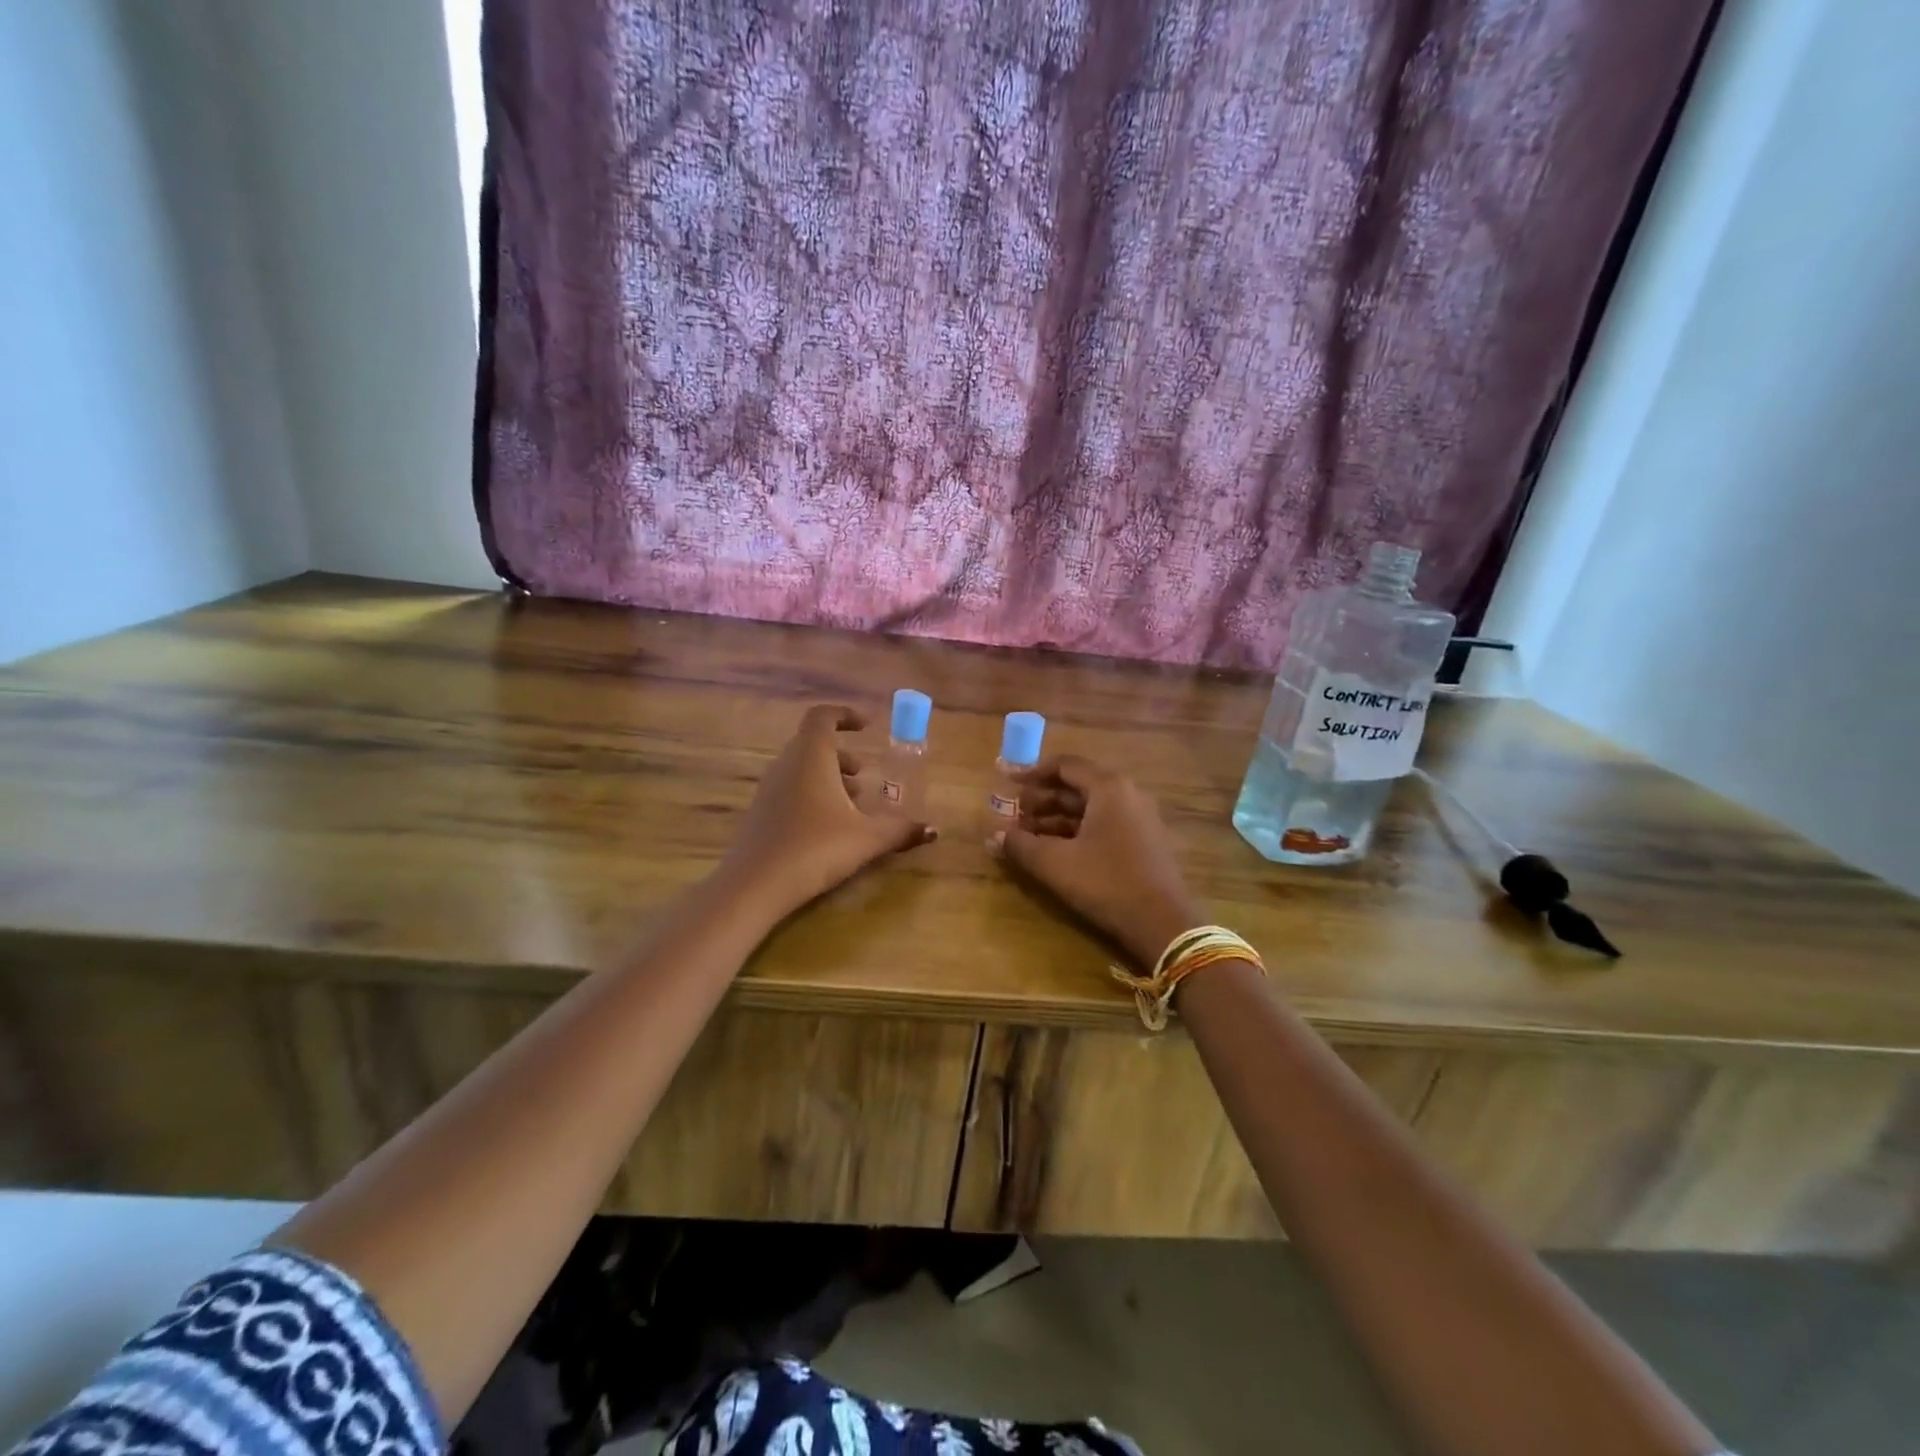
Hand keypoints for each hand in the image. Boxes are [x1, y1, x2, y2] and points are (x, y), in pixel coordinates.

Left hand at [719, 704, 935, 915]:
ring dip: (827, 776)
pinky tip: (828, 826)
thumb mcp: (866, 839)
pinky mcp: (761, 812)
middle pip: (812, 743)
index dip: (844, 715)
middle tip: (863, 773)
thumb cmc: (816, 848)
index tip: (866, 726)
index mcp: (811, 756)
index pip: (822, 716)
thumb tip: (934, 830)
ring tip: (852, 802)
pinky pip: (790, 788)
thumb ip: (900, 830)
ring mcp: (769, 788)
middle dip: (841, 753)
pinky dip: (812, 793)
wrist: (755, 885)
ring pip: (801, 768)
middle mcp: (786, 764)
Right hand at [996, 755, 1200, 967]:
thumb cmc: (1107, 883)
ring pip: (1089, 808)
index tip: (1005, 781)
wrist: (1164, 924)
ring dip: (1055, 818)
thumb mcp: (1056, 864)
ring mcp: (1139, 818)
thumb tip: (993, 836)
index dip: (1031, 773)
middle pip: (1076, 786)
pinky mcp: (1143, 842)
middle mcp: (1127, 794)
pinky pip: (1102, 825)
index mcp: (1109, 788)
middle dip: (1041, 800)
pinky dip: (1075, 832)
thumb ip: (1021, 846)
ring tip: (1026, 836)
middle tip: (1013, 815)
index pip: (1064, 765)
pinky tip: (1053, 850)